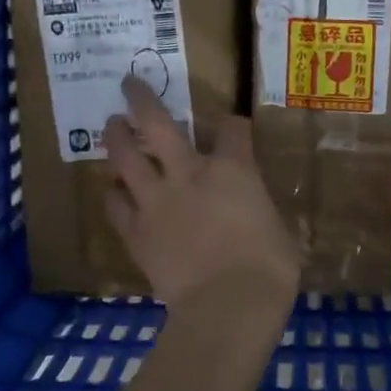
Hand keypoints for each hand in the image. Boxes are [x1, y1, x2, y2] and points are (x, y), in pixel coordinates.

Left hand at [104, 78, 300, 310]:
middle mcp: (188, 174)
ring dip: (116, 138)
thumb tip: (257, 214)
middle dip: (142, 100)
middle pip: (157, 125)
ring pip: (125, 158)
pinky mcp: (137, 233)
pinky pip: (116, 206)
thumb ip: (260, 211)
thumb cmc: (269, 268)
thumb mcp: (279, 230)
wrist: (228, 306)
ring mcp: (157, 202)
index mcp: (233, 170)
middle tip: (130, 85)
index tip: (232, 127)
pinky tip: (112, 189)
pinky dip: (114, 194)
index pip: (232, 130)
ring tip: (111, 126)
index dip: (232, 125)